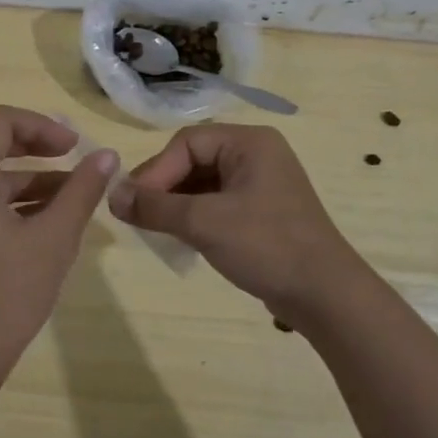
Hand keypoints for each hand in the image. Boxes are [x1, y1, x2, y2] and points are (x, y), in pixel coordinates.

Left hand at [0, 106, 117, 387]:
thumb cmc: (8, 292)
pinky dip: (18, 199)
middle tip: (76, 156)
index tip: (75, 146)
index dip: (41, 125)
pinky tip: (53, 217)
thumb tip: (107, 155)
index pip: (0, 121)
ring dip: (34, 175)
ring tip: (77, 192)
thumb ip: (81, 190)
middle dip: (38, 146)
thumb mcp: (54, 237)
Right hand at [109, 124, 366, 325]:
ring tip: (155, 229)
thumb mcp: (204, 223)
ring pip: (204, 184)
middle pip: (194, 160)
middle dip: (164, 187)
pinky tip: (182, 239)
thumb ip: (155, 206)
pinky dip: (196, 217)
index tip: (132, 203)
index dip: (156, 171)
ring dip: (177, 205)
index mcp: (249, 142)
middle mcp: (257, 154)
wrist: (326, 296)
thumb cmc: (266, 246)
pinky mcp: (263, 212)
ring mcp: (262, 184)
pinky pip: (218, 203)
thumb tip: (112, 195)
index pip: (186, 144)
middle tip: (138, 216)